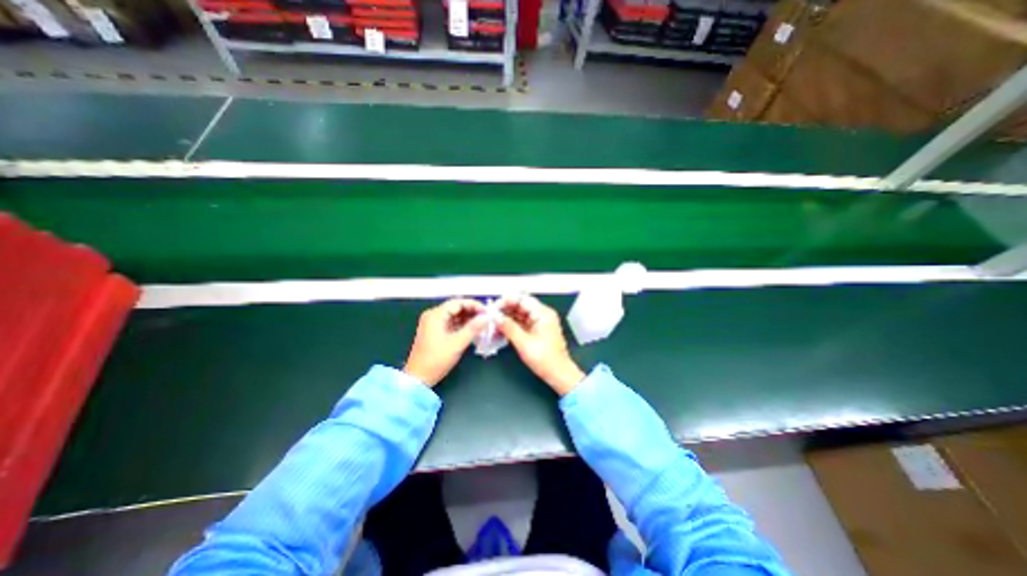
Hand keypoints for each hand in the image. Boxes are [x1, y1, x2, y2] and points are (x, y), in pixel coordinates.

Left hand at [403, 297, 486, 385]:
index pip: (458, 302)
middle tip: (486, 318)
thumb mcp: (457, 343)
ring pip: (454, 315)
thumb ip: (473, 328)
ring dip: (468, 319)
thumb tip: (487, 317)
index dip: (474, 305)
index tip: (487, 312)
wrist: (418, 378)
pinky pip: (451, 323)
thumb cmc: (436, 360)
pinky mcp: (435, 332)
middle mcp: (433, 316)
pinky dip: (462, 325)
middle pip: (456, 307)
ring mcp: (433, 324)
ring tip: (482, 324)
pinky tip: (473, 330)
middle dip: (472, 311)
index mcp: (435, 315)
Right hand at [498, 296, 584, 394]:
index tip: (493, 309)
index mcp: (543, 313)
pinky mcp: (537, 330)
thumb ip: (509, 328)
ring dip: (507, 318)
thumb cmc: (545, 359)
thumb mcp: (524, 343)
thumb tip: (495, 317)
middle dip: (505, 310)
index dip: (506, 301)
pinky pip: (522, 322)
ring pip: (520, 314)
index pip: (522, 299)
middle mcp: (542, 314)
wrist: (559, 374)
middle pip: (520, 305)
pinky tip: (501, 329)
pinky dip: (512, 325)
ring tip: (493, 323)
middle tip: (490, 317)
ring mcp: (540, 322)